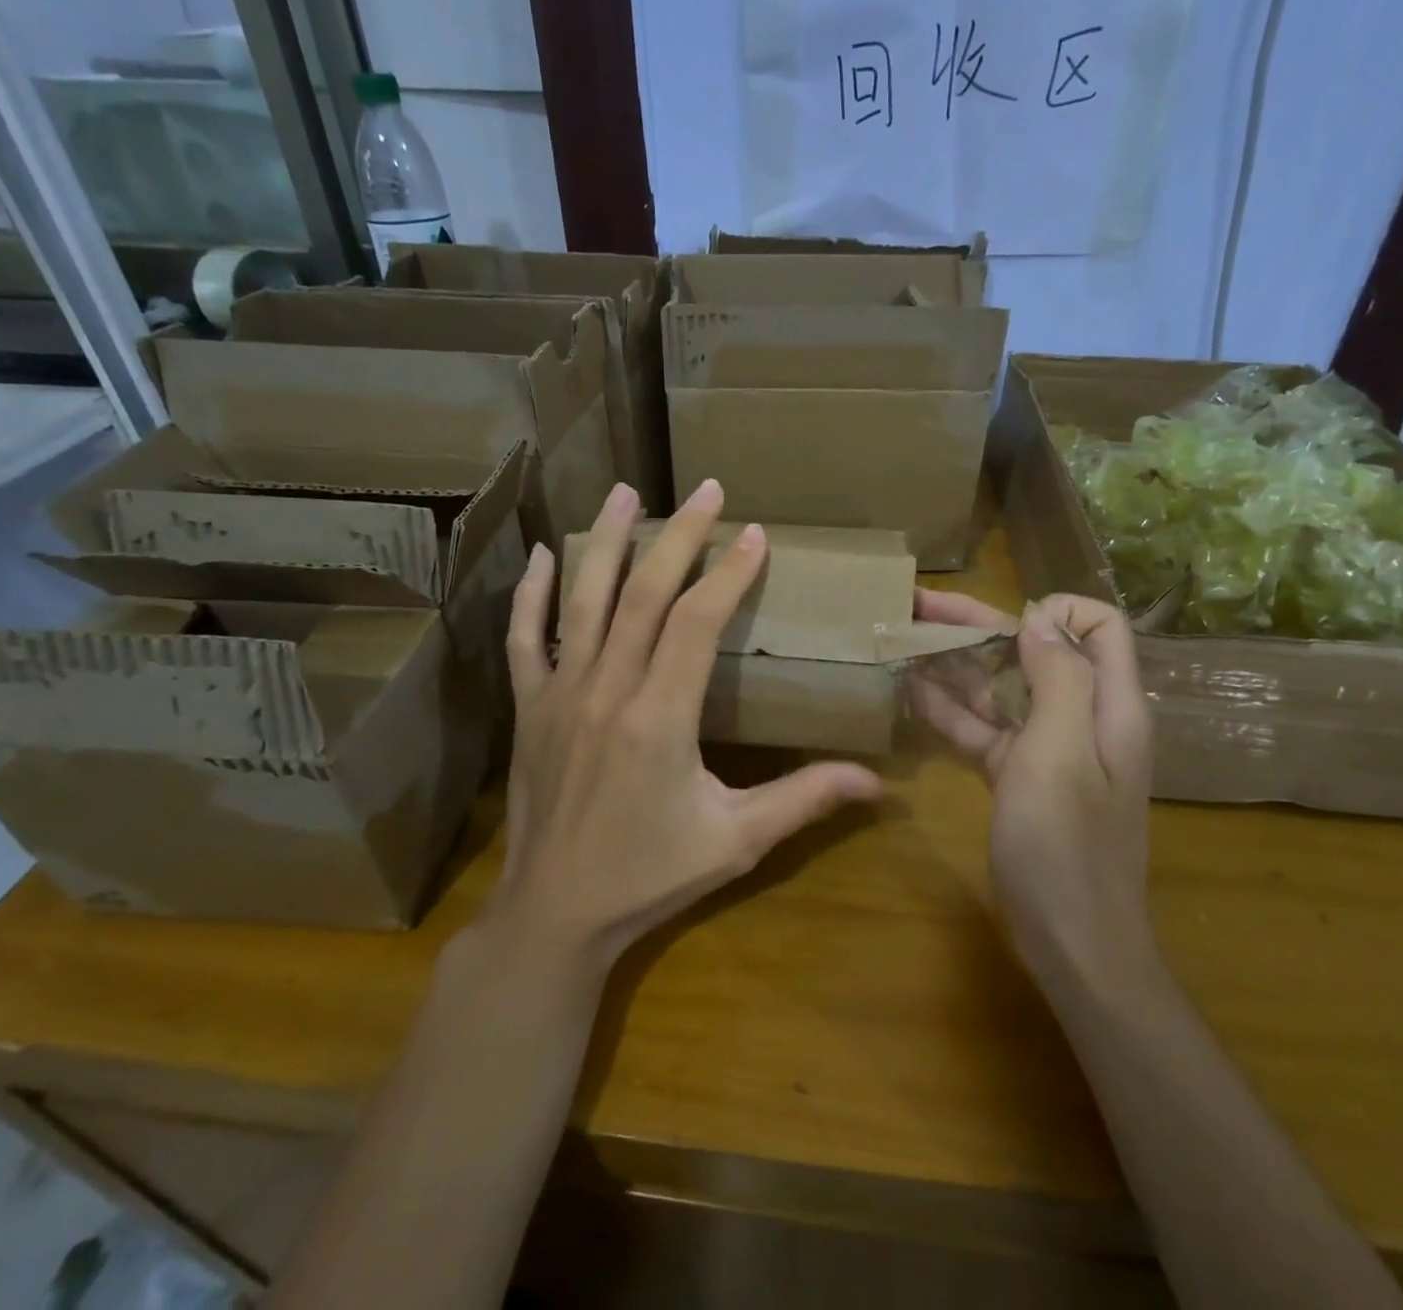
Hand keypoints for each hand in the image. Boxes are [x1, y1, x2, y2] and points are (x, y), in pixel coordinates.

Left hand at [490, 480, 882, 972]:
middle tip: (706, 489)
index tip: (754, 535)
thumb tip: (877, 783)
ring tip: (623, 491)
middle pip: (643, 593)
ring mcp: (560, 694)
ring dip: (605, 540)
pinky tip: (543, 556)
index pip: (696, 622)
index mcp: (660, 718)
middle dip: (679, 536)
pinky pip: (525, 638)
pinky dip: (532, 594)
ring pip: (583, 600)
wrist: (555, 914)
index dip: (727, 573)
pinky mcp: (530, 708)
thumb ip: (804, 800)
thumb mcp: (737, 841)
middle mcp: (607, 690)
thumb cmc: (650, 877)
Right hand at [911, 590, 1155, 993]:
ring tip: (901, 641)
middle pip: (1034, 651)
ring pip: (1001, 688)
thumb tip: (1039, 618)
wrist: (1072, 943)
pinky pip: (984, 728)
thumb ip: (1058, 678)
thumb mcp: (1060, 755)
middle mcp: (1081, 716)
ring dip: (956, 664)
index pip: (1098, 626)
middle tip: (916, 606)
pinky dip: (951, 709)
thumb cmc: (1067, 847)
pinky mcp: (1018, 775)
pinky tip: (911, 691)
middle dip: (979, 626)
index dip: (1054, 610)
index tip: (1002, 624)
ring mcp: (1047, 748)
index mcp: (1108, 704)